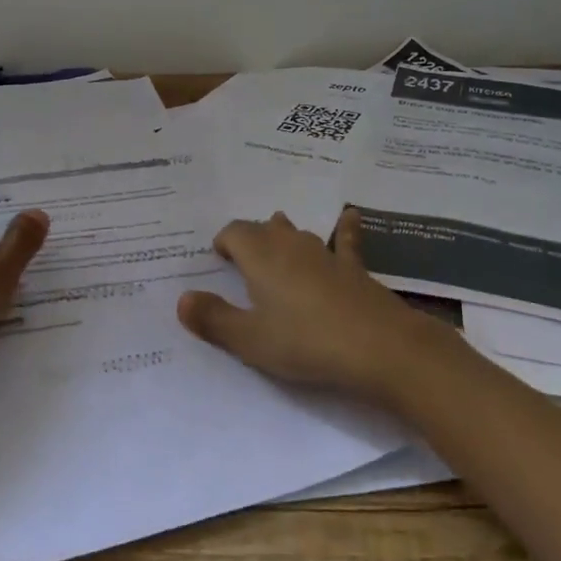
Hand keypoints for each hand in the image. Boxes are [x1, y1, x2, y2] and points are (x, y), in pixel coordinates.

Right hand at [176, 208, 452, 403]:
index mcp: (260, 256)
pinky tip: (350, 215)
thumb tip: (182, 299)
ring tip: (277, 234)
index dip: (224, 242)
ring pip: (298, 232)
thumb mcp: (250, 340)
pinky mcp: (354, 267)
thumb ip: (213, 319)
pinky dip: (343, 228)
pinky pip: (345, 239)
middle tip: (242, 258)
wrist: (378, 345)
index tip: (218, 259)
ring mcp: (325, 253)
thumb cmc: (305, 341)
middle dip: (250, 238)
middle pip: (264, 229)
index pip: (235, 232)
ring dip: (284, 234)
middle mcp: (290, 245)